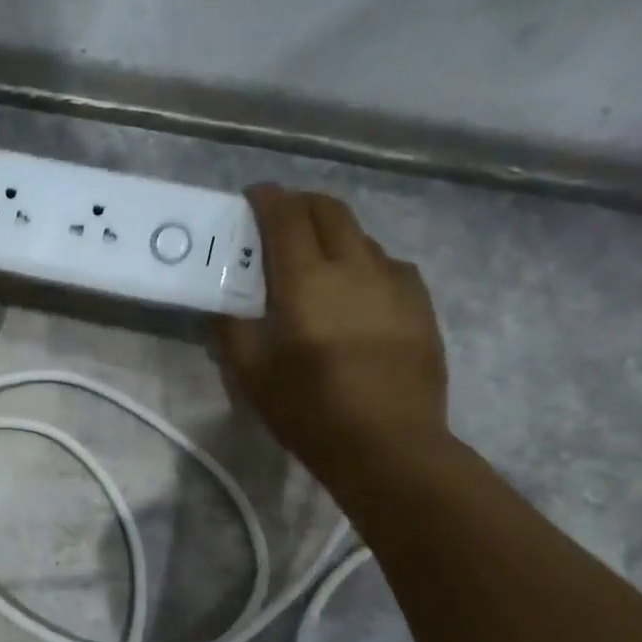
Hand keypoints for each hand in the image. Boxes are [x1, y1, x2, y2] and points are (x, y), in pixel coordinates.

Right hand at [217, 185, 449, 484]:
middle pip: (330, 211)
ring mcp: (395, 283)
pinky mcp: (420, 305)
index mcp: (307, 282)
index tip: (254, 196)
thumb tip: (221, 307)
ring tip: (319, 259)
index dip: (268, 199)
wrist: (391, 446)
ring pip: (362, 236)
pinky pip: (390, 265)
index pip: (287, 217)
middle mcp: (354, 268)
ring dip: (335, 234)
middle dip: (302, 204)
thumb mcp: (253, 378)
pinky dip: (366, 262)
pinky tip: (359, 289)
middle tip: (282, 219)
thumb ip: (232, 333)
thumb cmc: (311, 412)